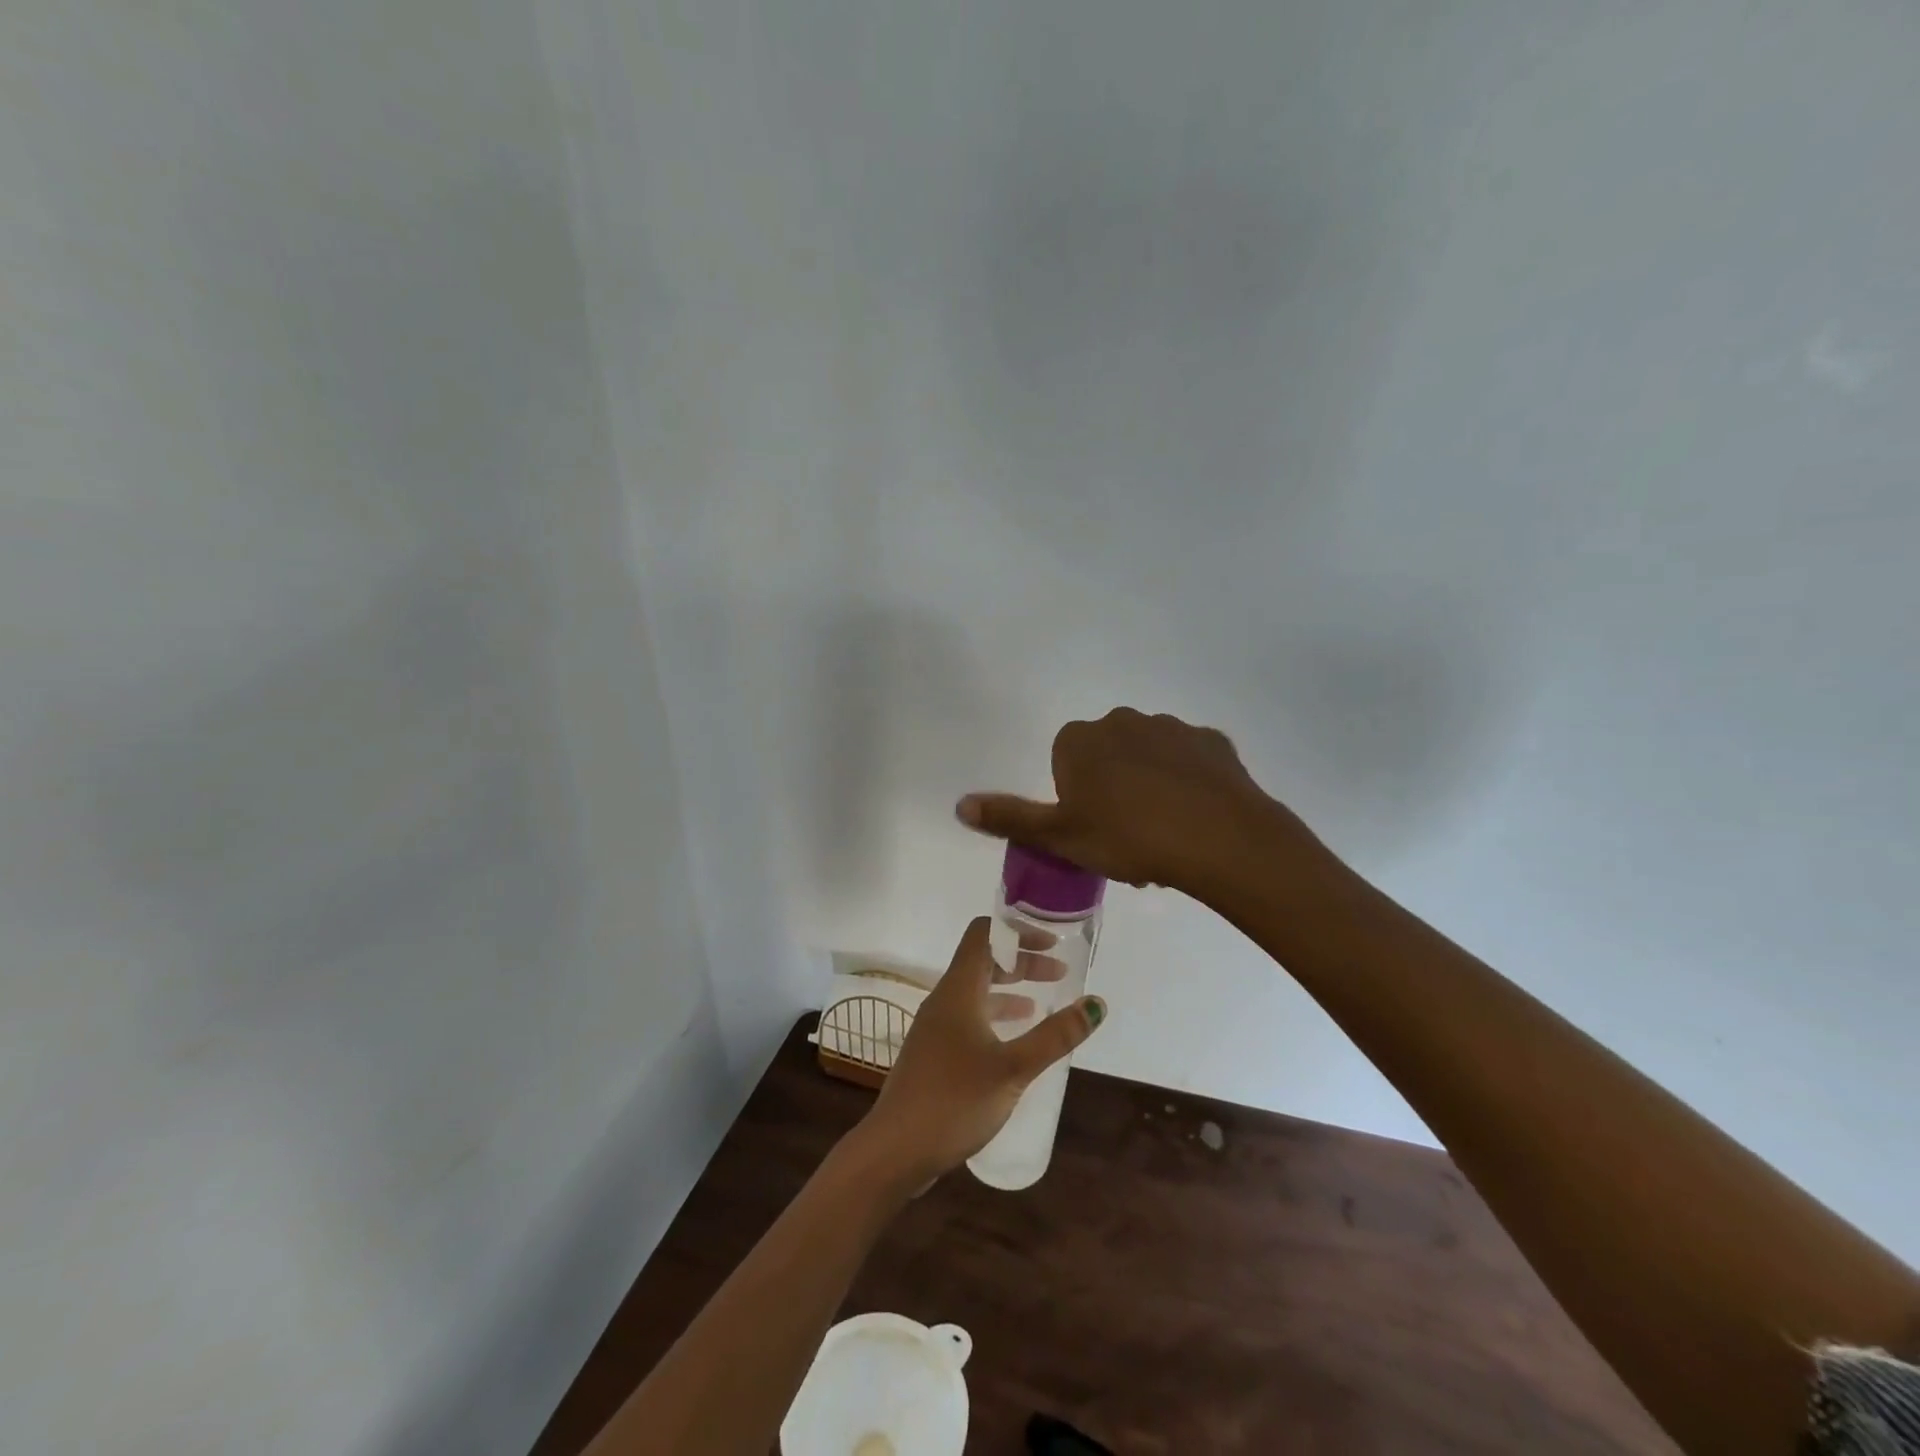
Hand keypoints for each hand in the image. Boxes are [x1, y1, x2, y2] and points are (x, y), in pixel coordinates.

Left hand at [856, 918, 1105, 1186]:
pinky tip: (1014, 1042)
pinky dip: (996, 1017)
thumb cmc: (954, 1100)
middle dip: (1021, 962)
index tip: (1051, 942)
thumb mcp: (1013, 1068)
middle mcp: (944, 1000)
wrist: (895, 1151)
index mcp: (958, 990)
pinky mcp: (934, 1054)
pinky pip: (969, 1019)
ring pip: (977, 992)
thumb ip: (1056, 1036)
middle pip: (983, 962)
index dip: (1017, 931)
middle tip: (1059, 974)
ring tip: (1043, 1004)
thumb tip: (1097, 1003)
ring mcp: (935, 1028)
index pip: (984, 934)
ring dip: (1010, 990)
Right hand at [956, 707, 1317, 896]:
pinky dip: (1188, 784)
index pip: (1065, 761)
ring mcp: (1172, 727)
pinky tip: (1195, 818)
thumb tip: (959, 805)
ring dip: (1149, 786)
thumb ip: (1009, 818)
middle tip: (1126, 837)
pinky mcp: (1213, 741)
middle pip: (1107, 756)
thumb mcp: (1060, 836)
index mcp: (1082, 740)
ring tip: (1164, 834)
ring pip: (1149, 758)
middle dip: (1111, 789)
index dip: (1075, 798)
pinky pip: (1190, 762)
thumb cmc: (1128, 837)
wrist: (1220, 839)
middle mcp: (1123, 721)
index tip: (1092, 830)